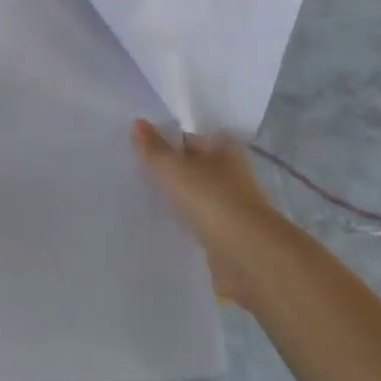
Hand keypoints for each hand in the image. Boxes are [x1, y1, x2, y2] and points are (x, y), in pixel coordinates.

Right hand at [133, 120, 289, 309]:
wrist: (247, 257)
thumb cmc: (212, 200)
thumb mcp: (175, 168)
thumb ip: (154, 148)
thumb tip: (138, 123)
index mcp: (224, 149)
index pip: (189, 138)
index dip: (165, 140)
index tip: (137, 147)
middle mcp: (231, 174)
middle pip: (193, 167)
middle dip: (170, 170)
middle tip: (133, 171)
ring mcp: (230, 208)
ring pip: (195, 196)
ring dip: (176, 198)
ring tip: (141, 197)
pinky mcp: (226, 238)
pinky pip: (198, 223)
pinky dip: (183, 223)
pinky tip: (161, 225)